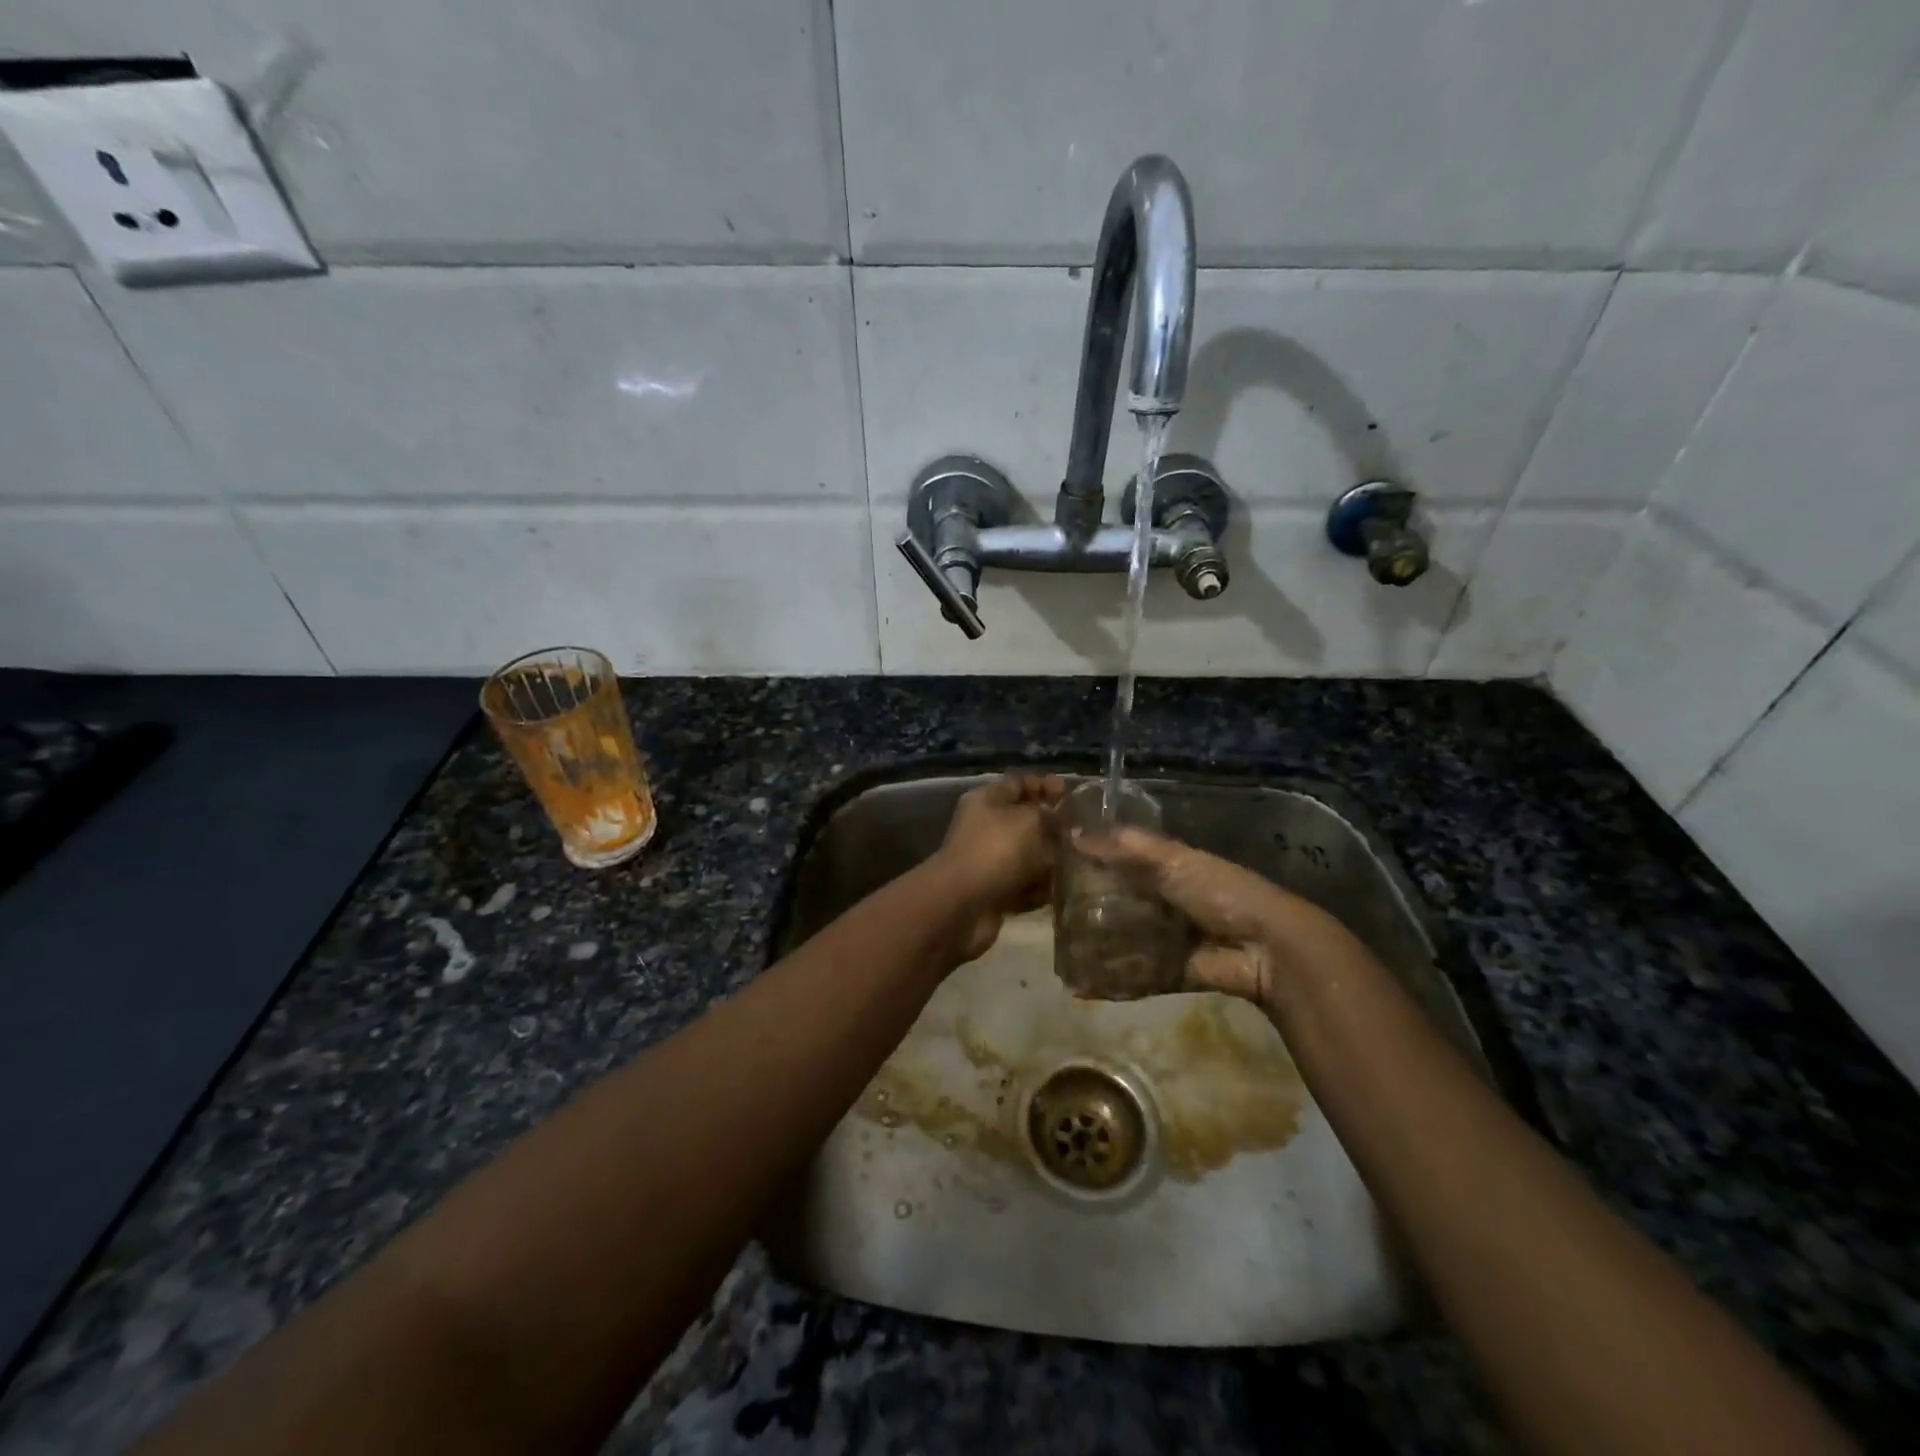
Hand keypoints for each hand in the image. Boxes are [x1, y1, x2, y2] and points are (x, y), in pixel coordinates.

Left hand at [934, 773, 1065, 960]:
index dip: (1046, 786)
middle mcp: (986, 827)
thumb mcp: (1029, 819)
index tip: (1072, 794)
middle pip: (1026, 821)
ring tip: (1077, 863)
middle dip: (1054, 828)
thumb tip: (1059, 818)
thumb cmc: (996, 850)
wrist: (963, 904)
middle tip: (1083, 834)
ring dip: (1051, 860)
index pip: (1019, 784)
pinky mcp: (995, 891)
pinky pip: (1025, 885)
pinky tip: (1057, 890)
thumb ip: (1049, 814)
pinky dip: (1040, 889)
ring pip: (1028, 856)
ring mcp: (989, 861)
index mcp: (987, 800)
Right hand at [1070, 825, 1357, 1007]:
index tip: (1054, 864)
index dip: (1093, 860)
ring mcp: (1168, 939)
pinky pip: (1137, 975)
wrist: (1267, 947)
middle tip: (1051, 914)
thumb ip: (1125, 848)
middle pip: (1120, 902)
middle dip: (1089, 908)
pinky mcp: (1172, 972)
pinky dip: (1113, 980)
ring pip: (1125, 940)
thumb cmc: (1219, 892)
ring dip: (1097, 948)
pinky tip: (1082, 984)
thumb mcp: (1173, 860)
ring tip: (1060, 953)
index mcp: (1169, 868)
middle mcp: (1166, 902)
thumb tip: (1074, 833)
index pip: (1123, 860)